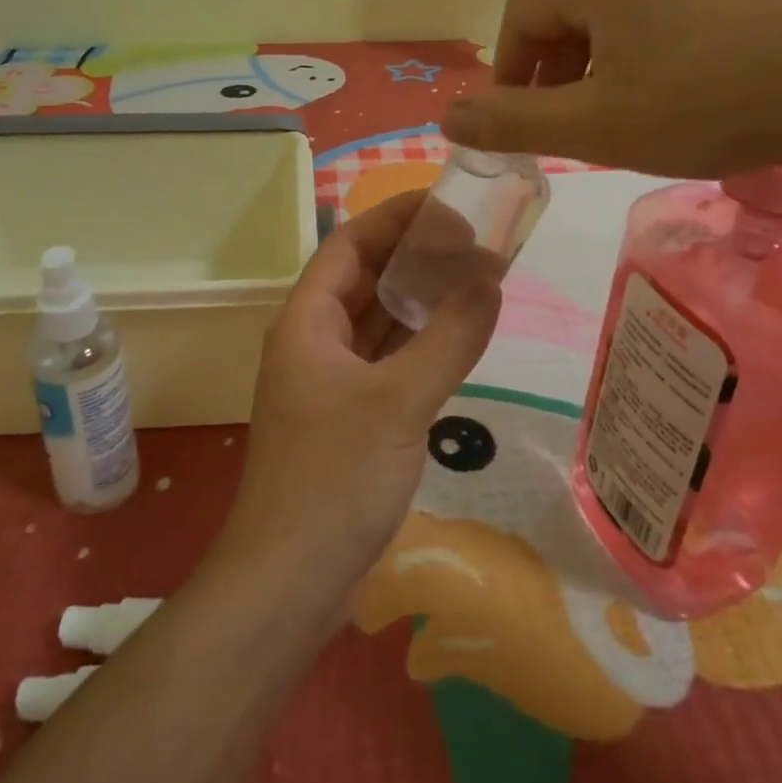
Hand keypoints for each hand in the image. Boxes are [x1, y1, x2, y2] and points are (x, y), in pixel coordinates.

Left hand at [214, 191, 501, 599]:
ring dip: (419, 298)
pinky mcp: (347, 415)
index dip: (396, 216)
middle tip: (476, 238)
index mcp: (307, 320)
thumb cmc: (335, 478)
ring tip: (475, 276)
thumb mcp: (400, 401)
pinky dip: (418, 342)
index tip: (449, 201)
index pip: (351, 244)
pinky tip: (456, 334)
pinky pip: (386, 359)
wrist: (290, 581)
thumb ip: (450, 336)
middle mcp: (313, 340)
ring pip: (377, 320)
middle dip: (415, 255)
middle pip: (365, 278)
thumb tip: (492, 277)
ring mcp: (329, 380)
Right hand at [443, 0, 781, 179]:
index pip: (522, 14)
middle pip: (580, 2)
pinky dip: (682, 26)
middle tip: (586, 118)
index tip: (522, 116)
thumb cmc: (719, 102)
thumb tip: (447, 118)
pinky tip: (717, 66)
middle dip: (567, 63)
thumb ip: (514, 123)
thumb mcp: (601, 129)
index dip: (510, 69)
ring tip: (651, 97)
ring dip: (623, 45)